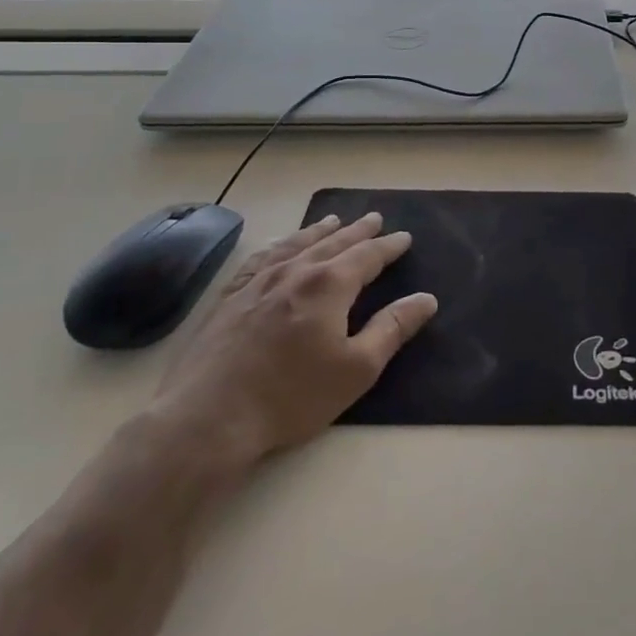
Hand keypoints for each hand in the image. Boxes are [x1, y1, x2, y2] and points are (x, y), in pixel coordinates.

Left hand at [145, 212, 437, 485]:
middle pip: (333, 243)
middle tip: (374, 218)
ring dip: (319, 231)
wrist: (209, 417)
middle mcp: (295, 271)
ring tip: (333, 221)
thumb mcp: (357, 369)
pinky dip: (278, 246)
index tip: (404, 237)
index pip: (367, 256)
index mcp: (329, 285)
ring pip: (296, 245)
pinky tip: (279, 247)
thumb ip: (392, 329)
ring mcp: (259, 282)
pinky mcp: (230, 297)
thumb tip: (426, 299)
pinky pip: (261, 259)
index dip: (388, 246)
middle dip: (358, 231)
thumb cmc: (292, 396)